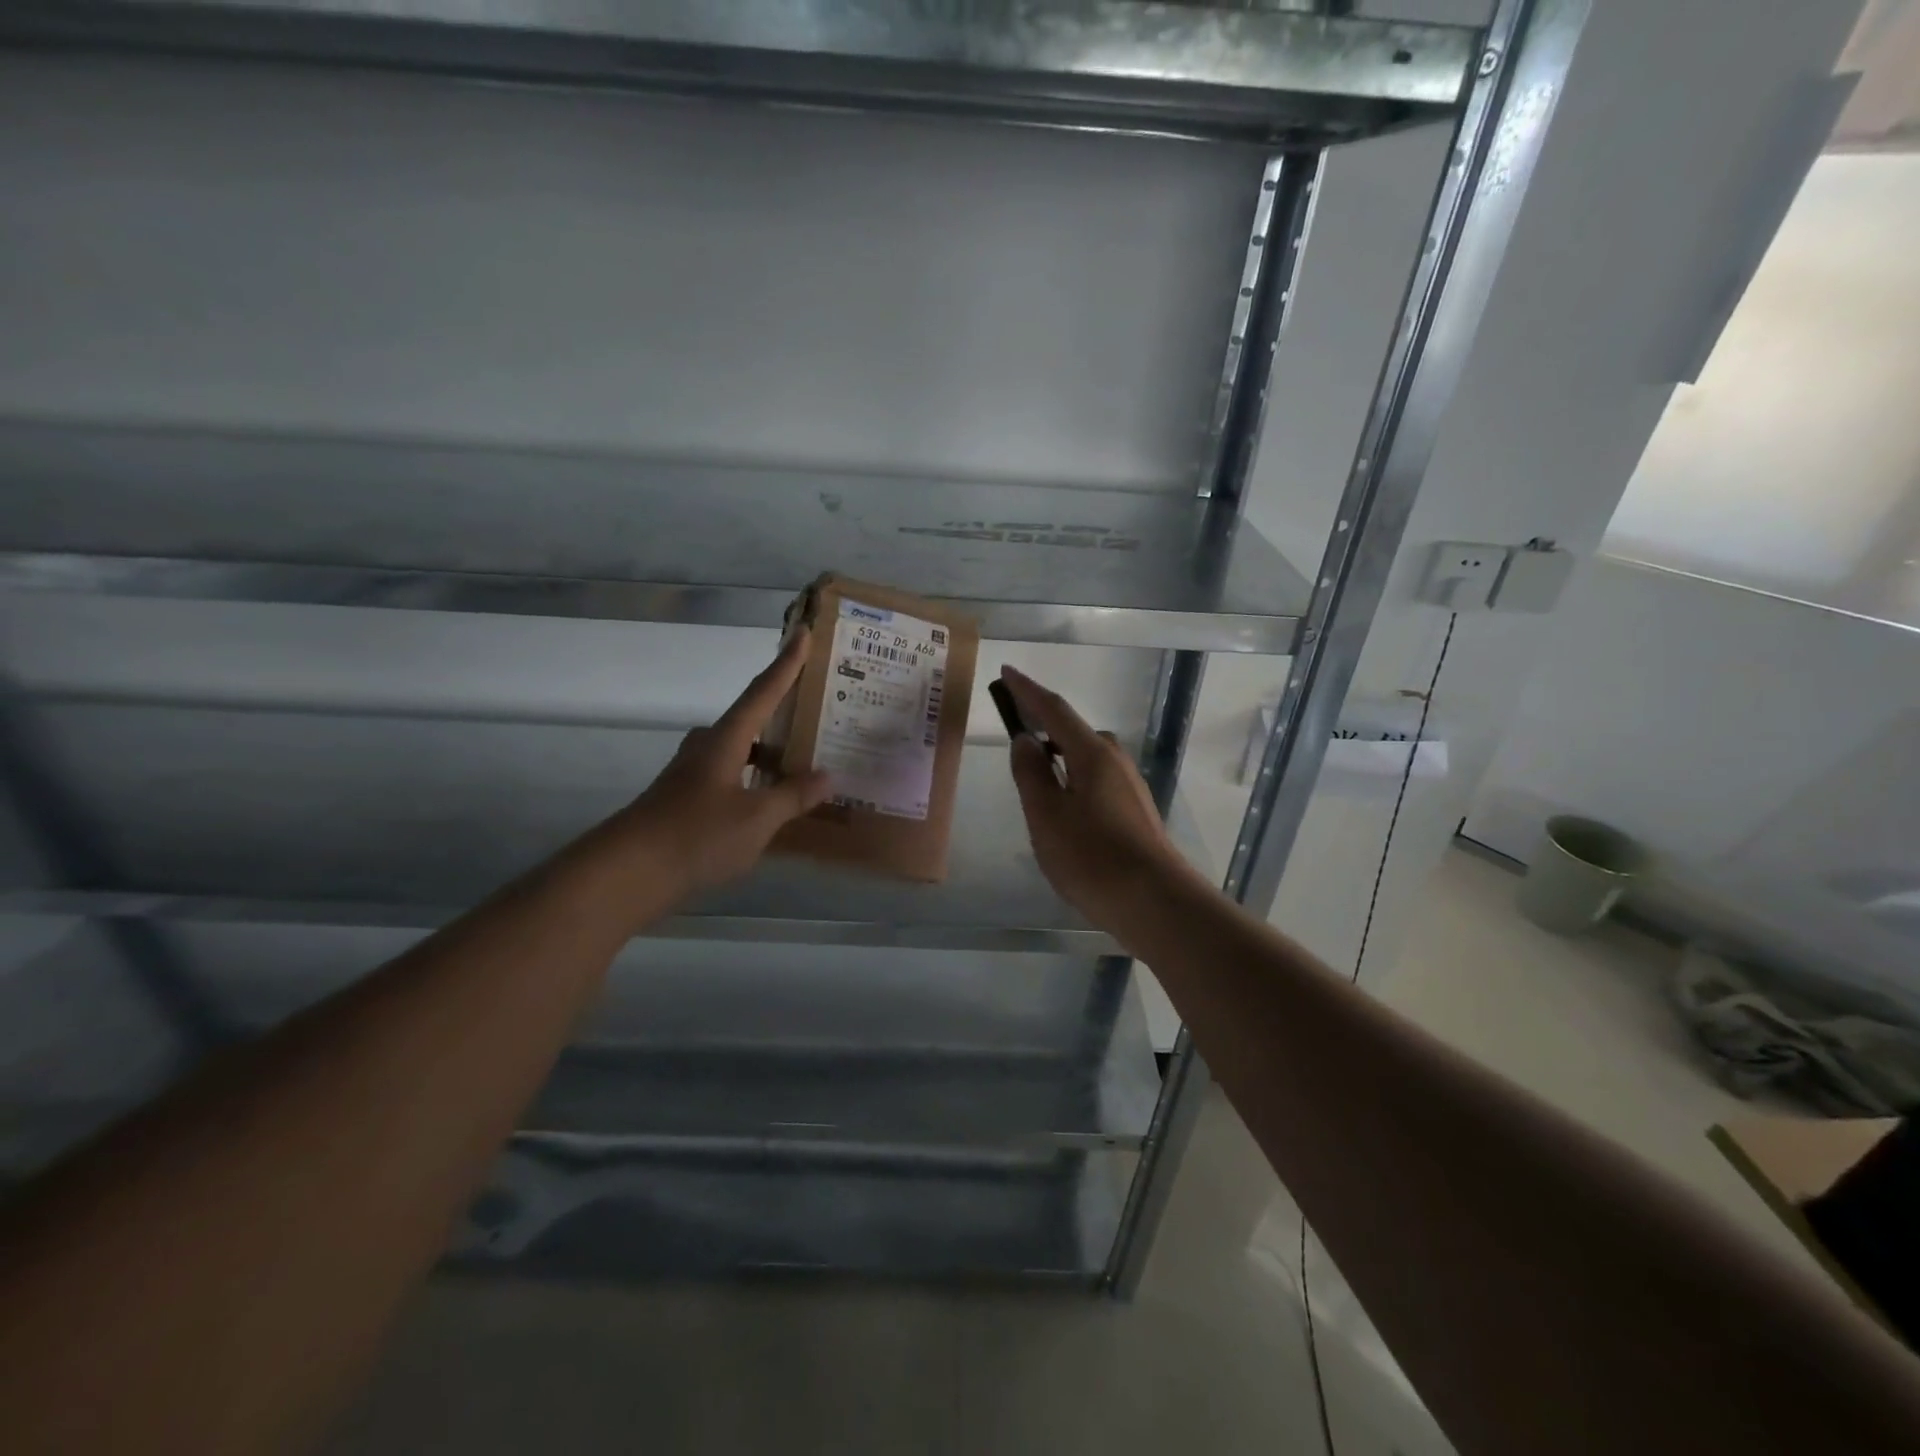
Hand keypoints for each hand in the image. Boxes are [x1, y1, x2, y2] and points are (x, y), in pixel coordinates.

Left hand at [621, 632, 832, 893]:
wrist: (629, 872)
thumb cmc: (697, 834)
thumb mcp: (757, 818)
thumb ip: (793, 796)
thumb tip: (828, 776)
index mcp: (727, 739)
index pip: (763, 691)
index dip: (787, 663)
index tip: (803, 631)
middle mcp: (708, 747)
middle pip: (750, 719)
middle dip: (781, 714)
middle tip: (816, 712)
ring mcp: (693, 774)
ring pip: (740, 751)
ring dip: (770, 753)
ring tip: (804, 762)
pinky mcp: (686, 800)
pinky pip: (732, 777)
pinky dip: (755, 781)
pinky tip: (771, 804)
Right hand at [1000, 666, 1192, 923]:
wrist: (1156, 903)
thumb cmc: (1092, 857)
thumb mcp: (1047, 816)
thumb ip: (1031, 775)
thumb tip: (1024, 740)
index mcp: (1092, 754)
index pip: (1054, 710)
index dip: (1027, 691)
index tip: (1006, 673)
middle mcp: (1115, 761)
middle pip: (1074, 733)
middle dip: (1044, 725)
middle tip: (1016, 735)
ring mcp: (1129, 787)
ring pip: (1086, 759)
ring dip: (1059, 757)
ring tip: (1034, 779)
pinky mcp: (1134, 811)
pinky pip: (1096, 781)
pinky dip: (1073, 781)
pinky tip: (1063, 811)